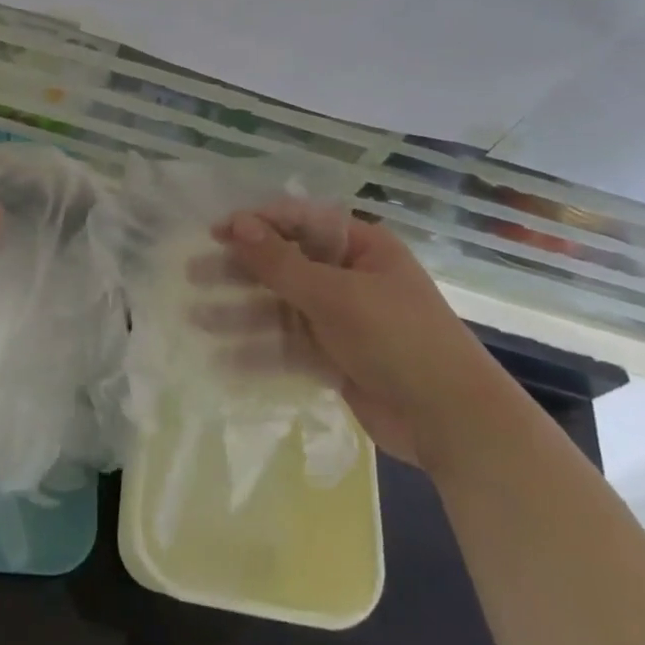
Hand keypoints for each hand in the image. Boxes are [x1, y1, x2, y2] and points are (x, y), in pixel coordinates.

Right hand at [212, 204, 500, 466]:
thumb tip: (237, 224)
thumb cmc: (398, 338)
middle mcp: (350, 278)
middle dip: (240, 271)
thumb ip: (281, 263)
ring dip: (241, 314)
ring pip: (282, 309)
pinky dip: (260, 353)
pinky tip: (223, 361)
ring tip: (196, 319)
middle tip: (192, 273)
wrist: (452, 422)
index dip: (256, 224)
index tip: (215, 232)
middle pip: (284, 266)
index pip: (299, 222)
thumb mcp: (335, 295)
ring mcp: (343, 321)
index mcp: (360, 247)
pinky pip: (291, 348)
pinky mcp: (337, 360)